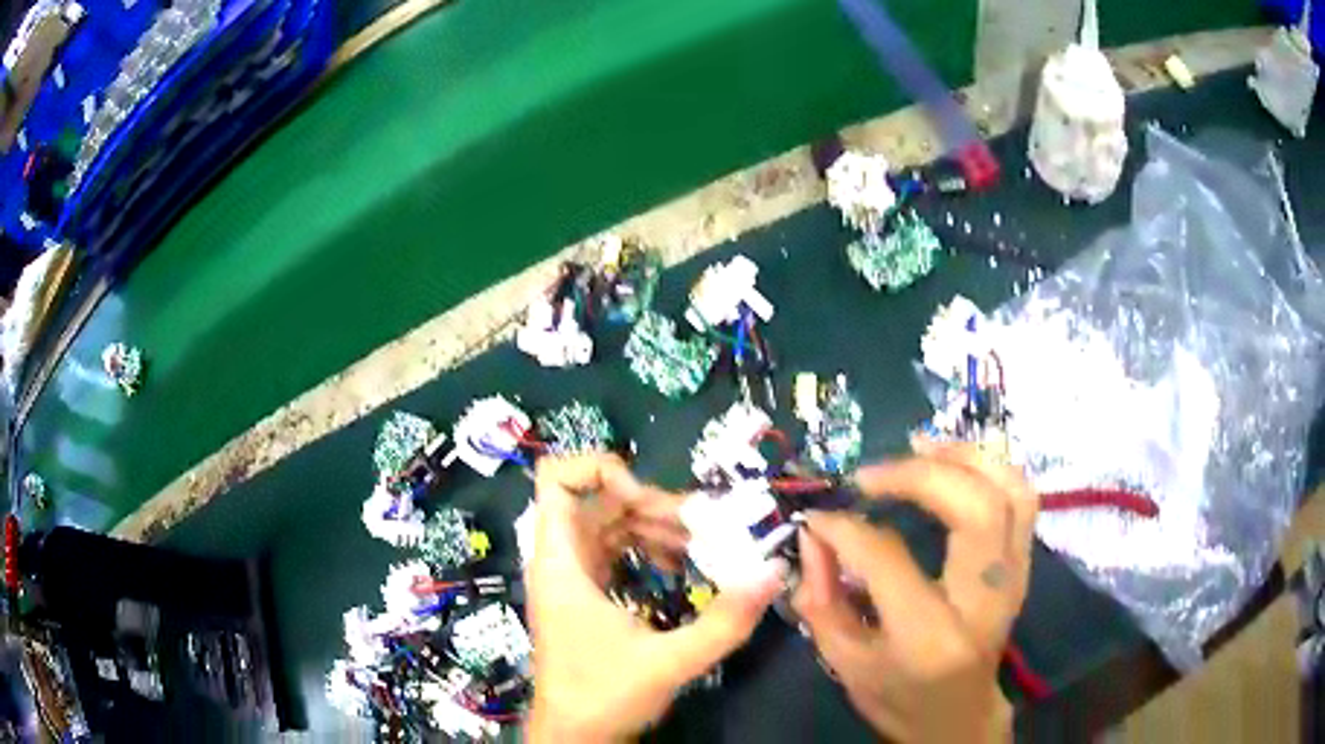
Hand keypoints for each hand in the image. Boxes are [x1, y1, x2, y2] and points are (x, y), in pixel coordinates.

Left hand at [525, 454, 782, 742]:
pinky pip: (614, 550)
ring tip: (702, 543)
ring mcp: (572, 577)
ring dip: (654, 525)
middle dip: (649, 502)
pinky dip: (647, 547)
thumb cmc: (603, 696)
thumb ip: (725, 621)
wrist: (573, 737)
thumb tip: (774, 572)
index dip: (599, 471)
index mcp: (561, 562)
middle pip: (596, 499)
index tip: (645, 499)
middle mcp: (560, 560)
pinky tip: (681, 563)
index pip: (555, 478)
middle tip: (701, 524)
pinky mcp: (585, 594)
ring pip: (608, 524)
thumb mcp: (670, 661)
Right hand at [792, 440, 1037, 742]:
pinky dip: (992, 468)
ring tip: (919, 446)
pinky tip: (955, 462)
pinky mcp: (1023, 567)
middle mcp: (983, 601)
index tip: (819, 516)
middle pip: (974, 509)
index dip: (847, 529)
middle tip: (871, 475)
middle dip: (918, 475)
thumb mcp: (846, 663)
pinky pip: (1022, 498)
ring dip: (965, 457)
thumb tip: (814, 533)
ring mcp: (1013, 579)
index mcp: (930, 638)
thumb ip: (822, 599)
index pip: (889, 560)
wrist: (958, 716)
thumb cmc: (898, 697)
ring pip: (1010, 491)